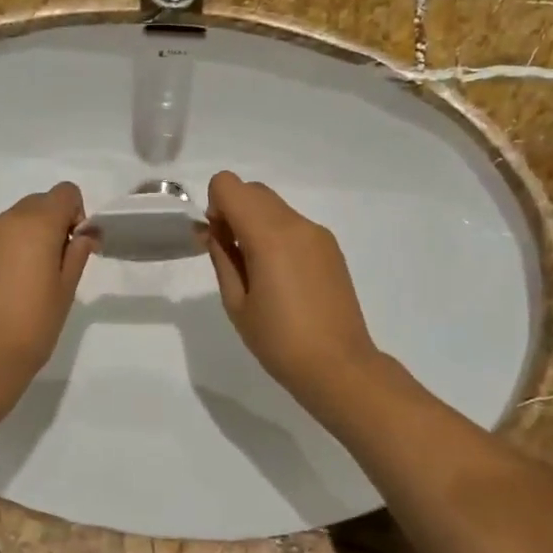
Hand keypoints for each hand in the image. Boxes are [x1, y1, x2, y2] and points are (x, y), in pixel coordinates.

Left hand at [0, 183, 95, 392]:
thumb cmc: (34, 325)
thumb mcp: (67, 289)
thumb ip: (77, 252)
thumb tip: (84, 234)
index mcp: (36, 224)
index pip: (64, 192)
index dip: (74, 215)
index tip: (71, 248)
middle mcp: (2, 221)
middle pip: (34, 205)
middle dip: (46, 227)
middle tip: (47, 269)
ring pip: (5, 225)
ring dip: (17, 242)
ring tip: (16, 286)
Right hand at [203, 171, 380, 413]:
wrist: (339, 367)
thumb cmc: (278, 340)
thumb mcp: (235, 303)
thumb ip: (222, 257)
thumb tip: (213, 231)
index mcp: (269, 235)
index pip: (229, 185)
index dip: (215, 207)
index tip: (219, 242)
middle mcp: (296, 224)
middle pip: (252, 190)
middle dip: (233, 212)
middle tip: (233, 257)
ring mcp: (318, 234)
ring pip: (274, 206)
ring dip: (255, 223)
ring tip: (257, 272)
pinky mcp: (331, 248)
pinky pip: (293, 224)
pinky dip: (277, 235)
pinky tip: (281, 279)